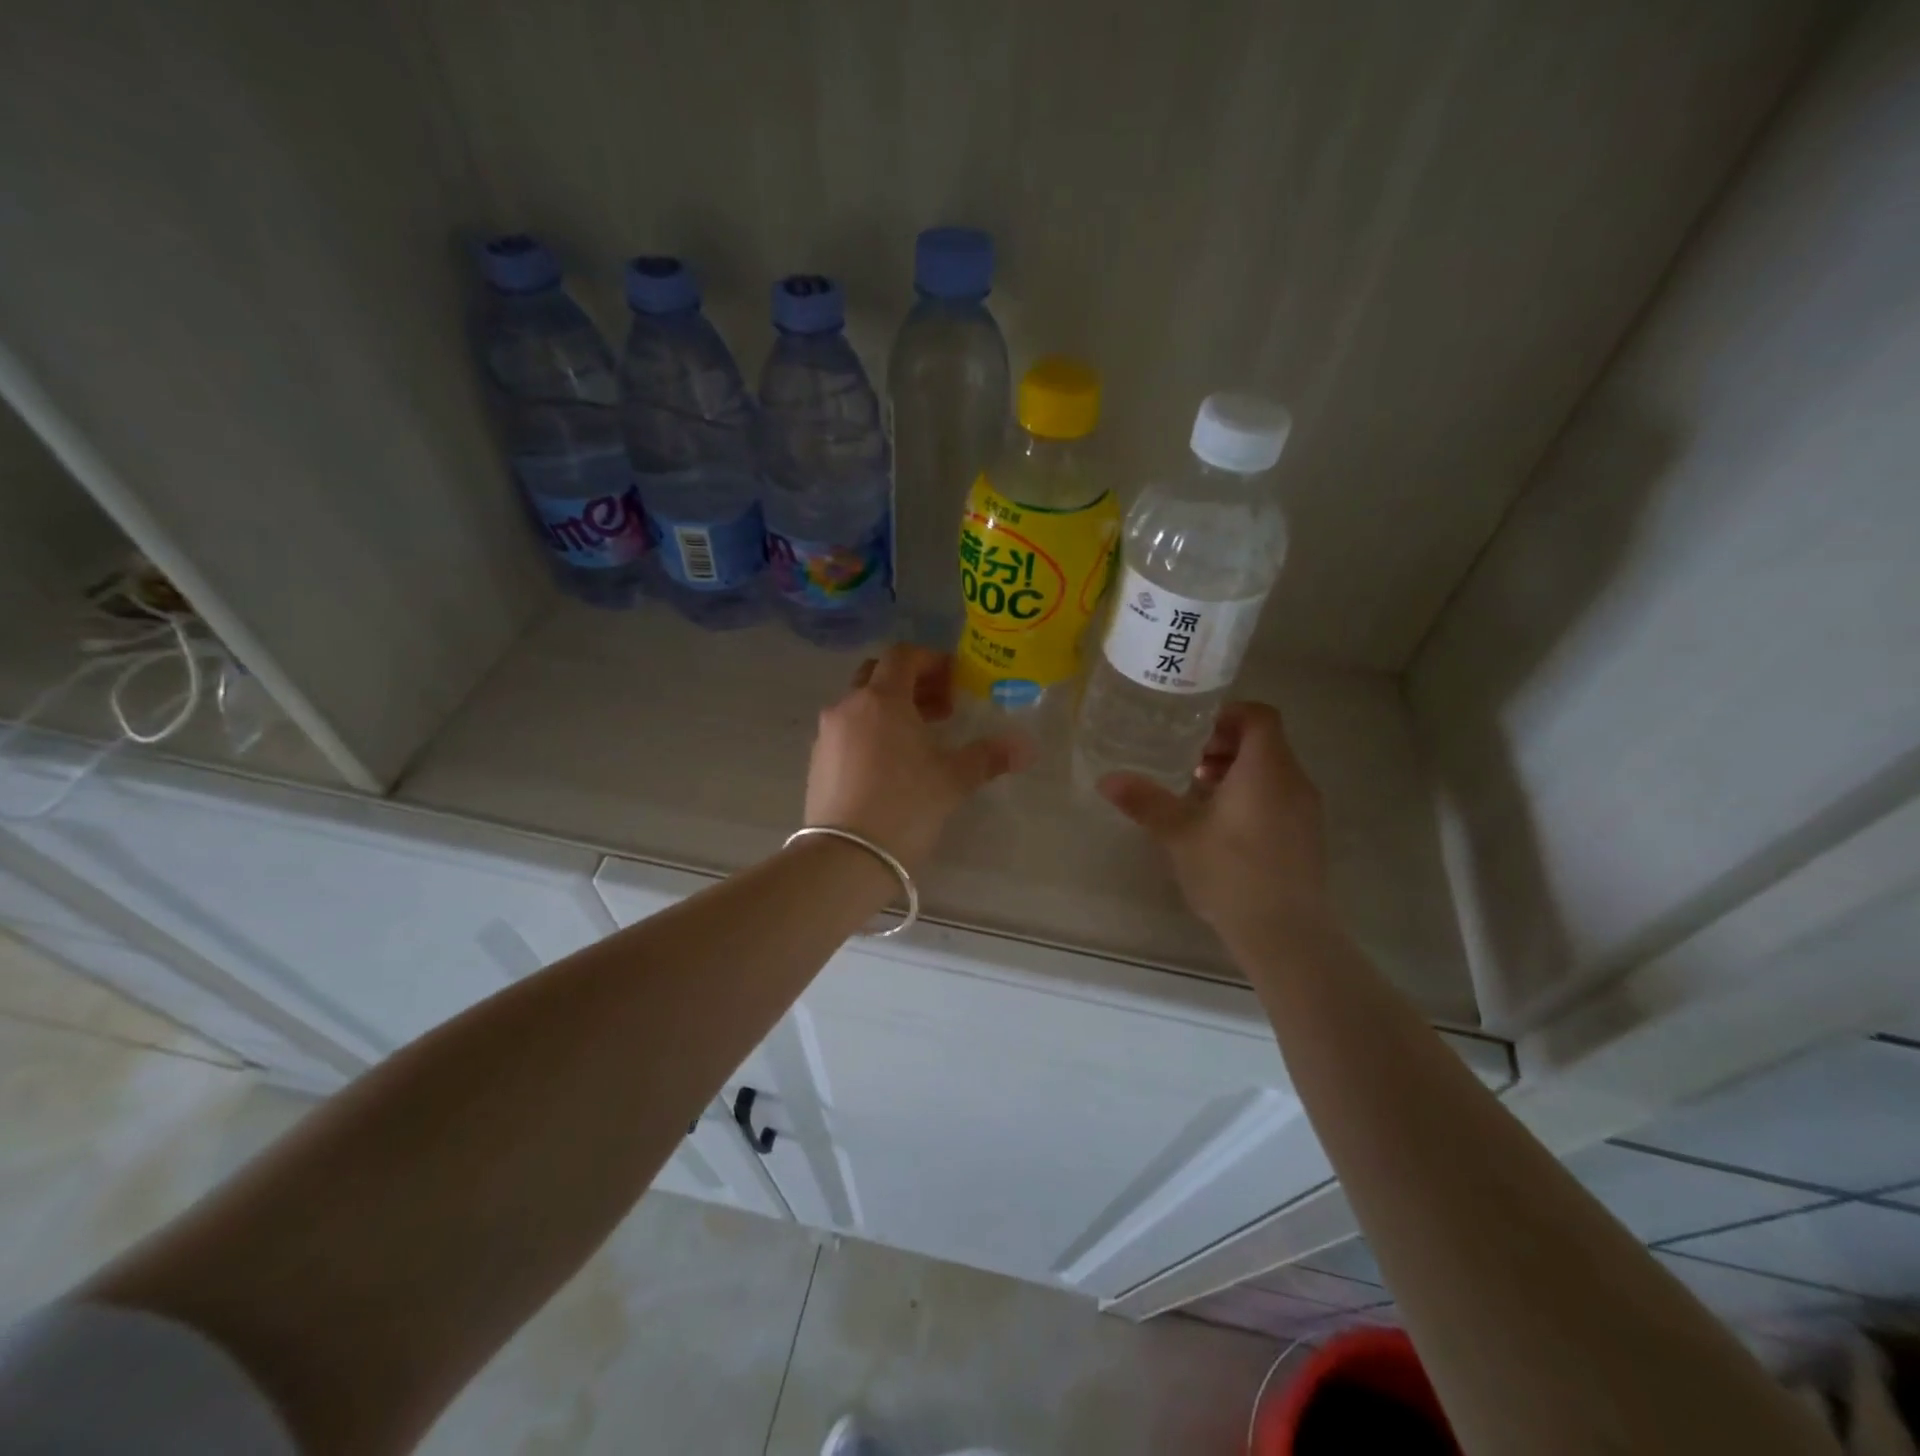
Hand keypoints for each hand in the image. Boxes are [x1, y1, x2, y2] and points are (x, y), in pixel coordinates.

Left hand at [804, 645, 1034, 870]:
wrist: (846, 857)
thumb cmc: (905, 806)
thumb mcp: (953, 780)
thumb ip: (988, 757)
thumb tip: (1025, 747)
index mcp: (882, 699)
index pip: (903, 656)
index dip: (932, 661)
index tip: (955, 682)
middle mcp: (848, 707)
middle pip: (878, 674)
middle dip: (911, 683)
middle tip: (941, 709)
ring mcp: (827, 734)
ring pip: (860, 704)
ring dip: (890, 710)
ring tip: (919, 740)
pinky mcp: (817, 762)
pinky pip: (847, 732)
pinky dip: (870, 732)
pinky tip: (890, 765)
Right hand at [1098, 702, 1332, 943]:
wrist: (1286, 933)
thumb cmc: (1231, 872)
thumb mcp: (1179, 833)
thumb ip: (1145, 801)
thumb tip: (1106, 779)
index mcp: (1266, 769)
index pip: (1258, 716)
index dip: (1227, 715)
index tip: (1193, 731)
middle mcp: (1294, 781)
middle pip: (1264, 743)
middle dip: (1224, 745)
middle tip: (1187, 763)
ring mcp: (1306, 811)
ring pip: (1272, 772)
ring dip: (1236, 773)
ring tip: (1198, 794)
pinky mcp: (1307, 837)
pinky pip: (1279, 798)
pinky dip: (1251, 796)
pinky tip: (1221, 827)